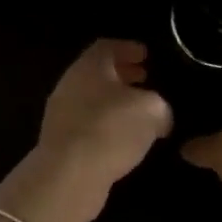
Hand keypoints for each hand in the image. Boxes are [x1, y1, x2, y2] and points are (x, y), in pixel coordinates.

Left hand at [33, 39, 173, 192]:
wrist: (69, 174)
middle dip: (123, 75)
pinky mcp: (61, 141)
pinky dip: (106, 125)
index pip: (108, 46)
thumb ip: (160, 106)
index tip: (146, 56)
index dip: (128, 48)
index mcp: (89, 66)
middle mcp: (70, 84)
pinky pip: (88, 125)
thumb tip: (160, 117)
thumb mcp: (152, 110)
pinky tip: (123, 140)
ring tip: (139, 114)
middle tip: (146, 80)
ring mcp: (61, 114)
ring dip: (115, 103)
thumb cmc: (111, 129)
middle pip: (98, 73)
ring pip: (92, 99)